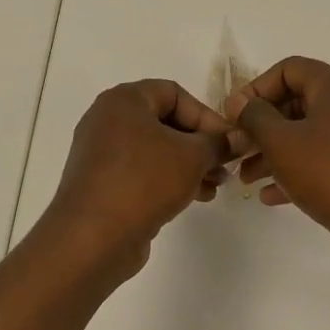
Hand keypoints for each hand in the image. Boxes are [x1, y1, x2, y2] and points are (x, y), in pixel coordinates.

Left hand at [45, 79, 231, 277]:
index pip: (174, 93)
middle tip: (225, 166)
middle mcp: (108, 121)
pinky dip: (168, 180)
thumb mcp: (192, 157)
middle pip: (165, 122)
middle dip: (200, 144)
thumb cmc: (145, 181)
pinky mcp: (102, 184)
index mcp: (124, 100)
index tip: (228, 142)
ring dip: (189, 166)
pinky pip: (142, 173)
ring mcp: (102, 154)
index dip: (206, 115)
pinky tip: (193, 198)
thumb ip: (218, 143)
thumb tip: (236, 139)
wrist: (93, 237)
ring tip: (214, 187)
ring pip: (156, 150)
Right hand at [226, 57, 329, 265]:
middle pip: (299, 103)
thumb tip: (240, 102)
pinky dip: (299, 171)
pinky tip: (271, 196)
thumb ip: (255, 117)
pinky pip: (327, 159)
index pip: (290, 69)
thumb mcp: (282, 142)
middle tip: (237, 149)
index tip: (234, 116)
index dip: (256, 88)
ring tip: (246, 179)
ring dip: (276, 153)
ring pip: (311, 135)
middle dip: (262, 127)